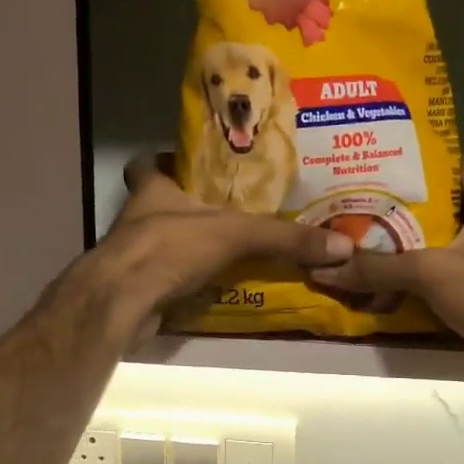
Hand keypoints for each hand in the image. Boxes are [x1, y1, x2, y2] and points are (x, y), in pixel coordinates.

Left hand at [67, 155, 353, 343]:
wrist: (123, 301)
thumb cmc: (170, 247)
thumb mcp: (234, 234)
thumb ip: (284, 238)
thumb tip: (341, 245)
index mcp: (151, 190)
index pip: (147, 163)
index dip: (165, 161)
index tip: (194, 167)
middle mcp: (136, 218)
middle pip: (158, 204)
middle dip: (188, 208)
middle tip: (228, 211)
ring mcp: (133, 255)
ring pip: (162, 243)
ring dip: (189, 247)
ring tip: (230, 249)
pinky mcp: (136, 288)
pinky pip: (167, 279)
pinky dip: (187, 282)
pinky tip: (214, 288)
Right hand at [314, 159, 463, 410]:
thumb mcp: (430, 271)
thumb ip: (377, 267)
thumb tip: (322, 268)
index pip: (454, 166)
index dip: (419, 159)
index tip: (377, 158)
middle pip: (436, 208)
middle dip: (395, 207)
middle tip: (352, 201)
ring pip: (430, 247)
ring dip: (396, 247)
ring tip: (352, 238)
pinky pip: (431, 281)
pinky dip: (405, 281)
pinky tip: (371, 280)